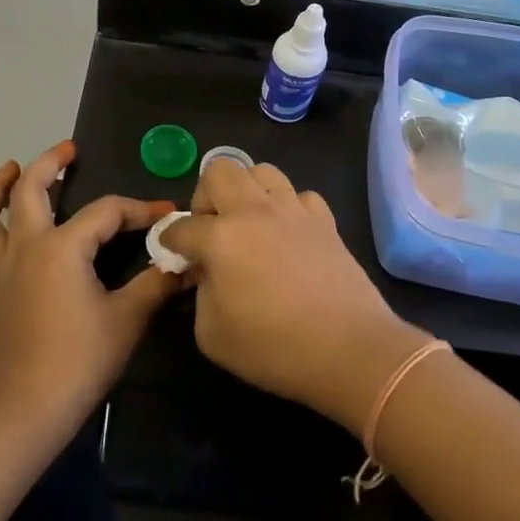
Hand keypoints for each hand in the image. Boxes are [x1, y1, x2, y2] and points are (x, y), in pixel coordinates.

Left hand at [0, 141, 184, 450]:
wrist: (26, 412)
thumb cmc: (81, 360)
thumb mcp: (128, 318)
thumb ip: (158, 283)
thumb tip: (186, 261)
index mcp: (62, 247)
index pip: (107, 212)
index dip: (139, 210)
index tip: (167, 215)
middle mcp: (24, 249)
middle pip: (29, 192)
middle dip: (49, 164)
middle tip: (68, 151)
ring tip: (7, 171)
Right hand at [162, 160, 426, 434]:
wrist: (349, 350)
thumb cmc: (274, 348)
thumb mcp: (212, 334)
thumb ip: (199, 294)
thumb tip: (205, 273)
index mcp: (221, 237)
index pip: (182, 227)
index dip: (170, 242)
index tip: (174, 257)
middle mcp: (255, 211)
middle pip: (220, 170)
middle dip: (205, 196)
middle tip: (210, 229)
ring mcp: (294, 211)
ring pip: (262, 171)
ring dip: (247, 192)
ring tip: (248, 224)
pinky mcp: (325, 220)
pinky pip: (300, 195)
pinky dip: (287, 207)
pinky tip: (287, 234)